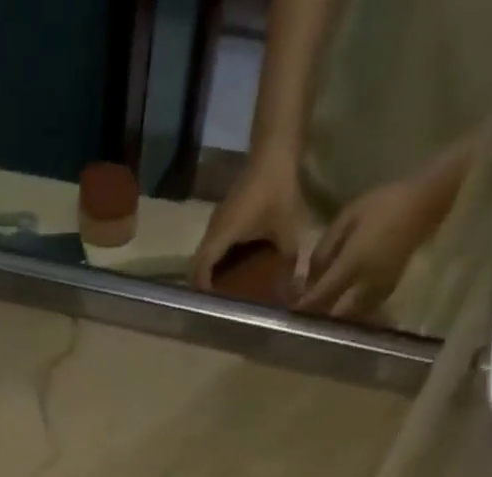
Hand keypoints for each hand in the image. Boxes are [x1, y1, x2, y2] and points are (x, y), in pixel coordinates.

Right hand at [187, 151, 312, 291]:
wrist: (274, 152)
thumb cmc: (278, 192)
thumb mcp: (288, 232)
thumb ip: (289, 263)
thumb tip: (294, 291)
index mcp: (220, 238)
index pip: (199, 272)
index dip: (203, 293)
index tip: (214, 307)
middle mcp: (212, 232)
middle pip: (197, 266)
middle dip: (205, 286)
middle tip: (221, 302)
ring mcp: (216, 223)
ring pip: (204, 256)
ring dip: (211, 272)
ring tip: (228, 288)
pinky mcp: (223, 216)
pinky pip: (213, 245)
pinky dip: (219, 259)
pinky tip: (236, 266)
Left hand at [296, 176, 443, 318]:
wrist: (427, 201)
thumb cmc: (384, 203)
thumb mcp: (347, 218)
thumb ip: (324, 249)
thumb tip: (307, 277)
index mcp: (353, 263)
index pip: (320, 296)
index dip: (302, 306)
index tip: (287, 312)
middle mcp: (365, 284)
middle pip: (332, 315)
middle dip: (315, 319)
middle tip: (301, 318)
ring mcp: (379, 291)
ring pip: (347, 318)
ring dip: (330, 320)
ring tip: (316, 317)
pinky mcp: (387, 292)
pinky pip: (361, 312)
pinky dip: (346, 315)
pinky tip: (337, 310)